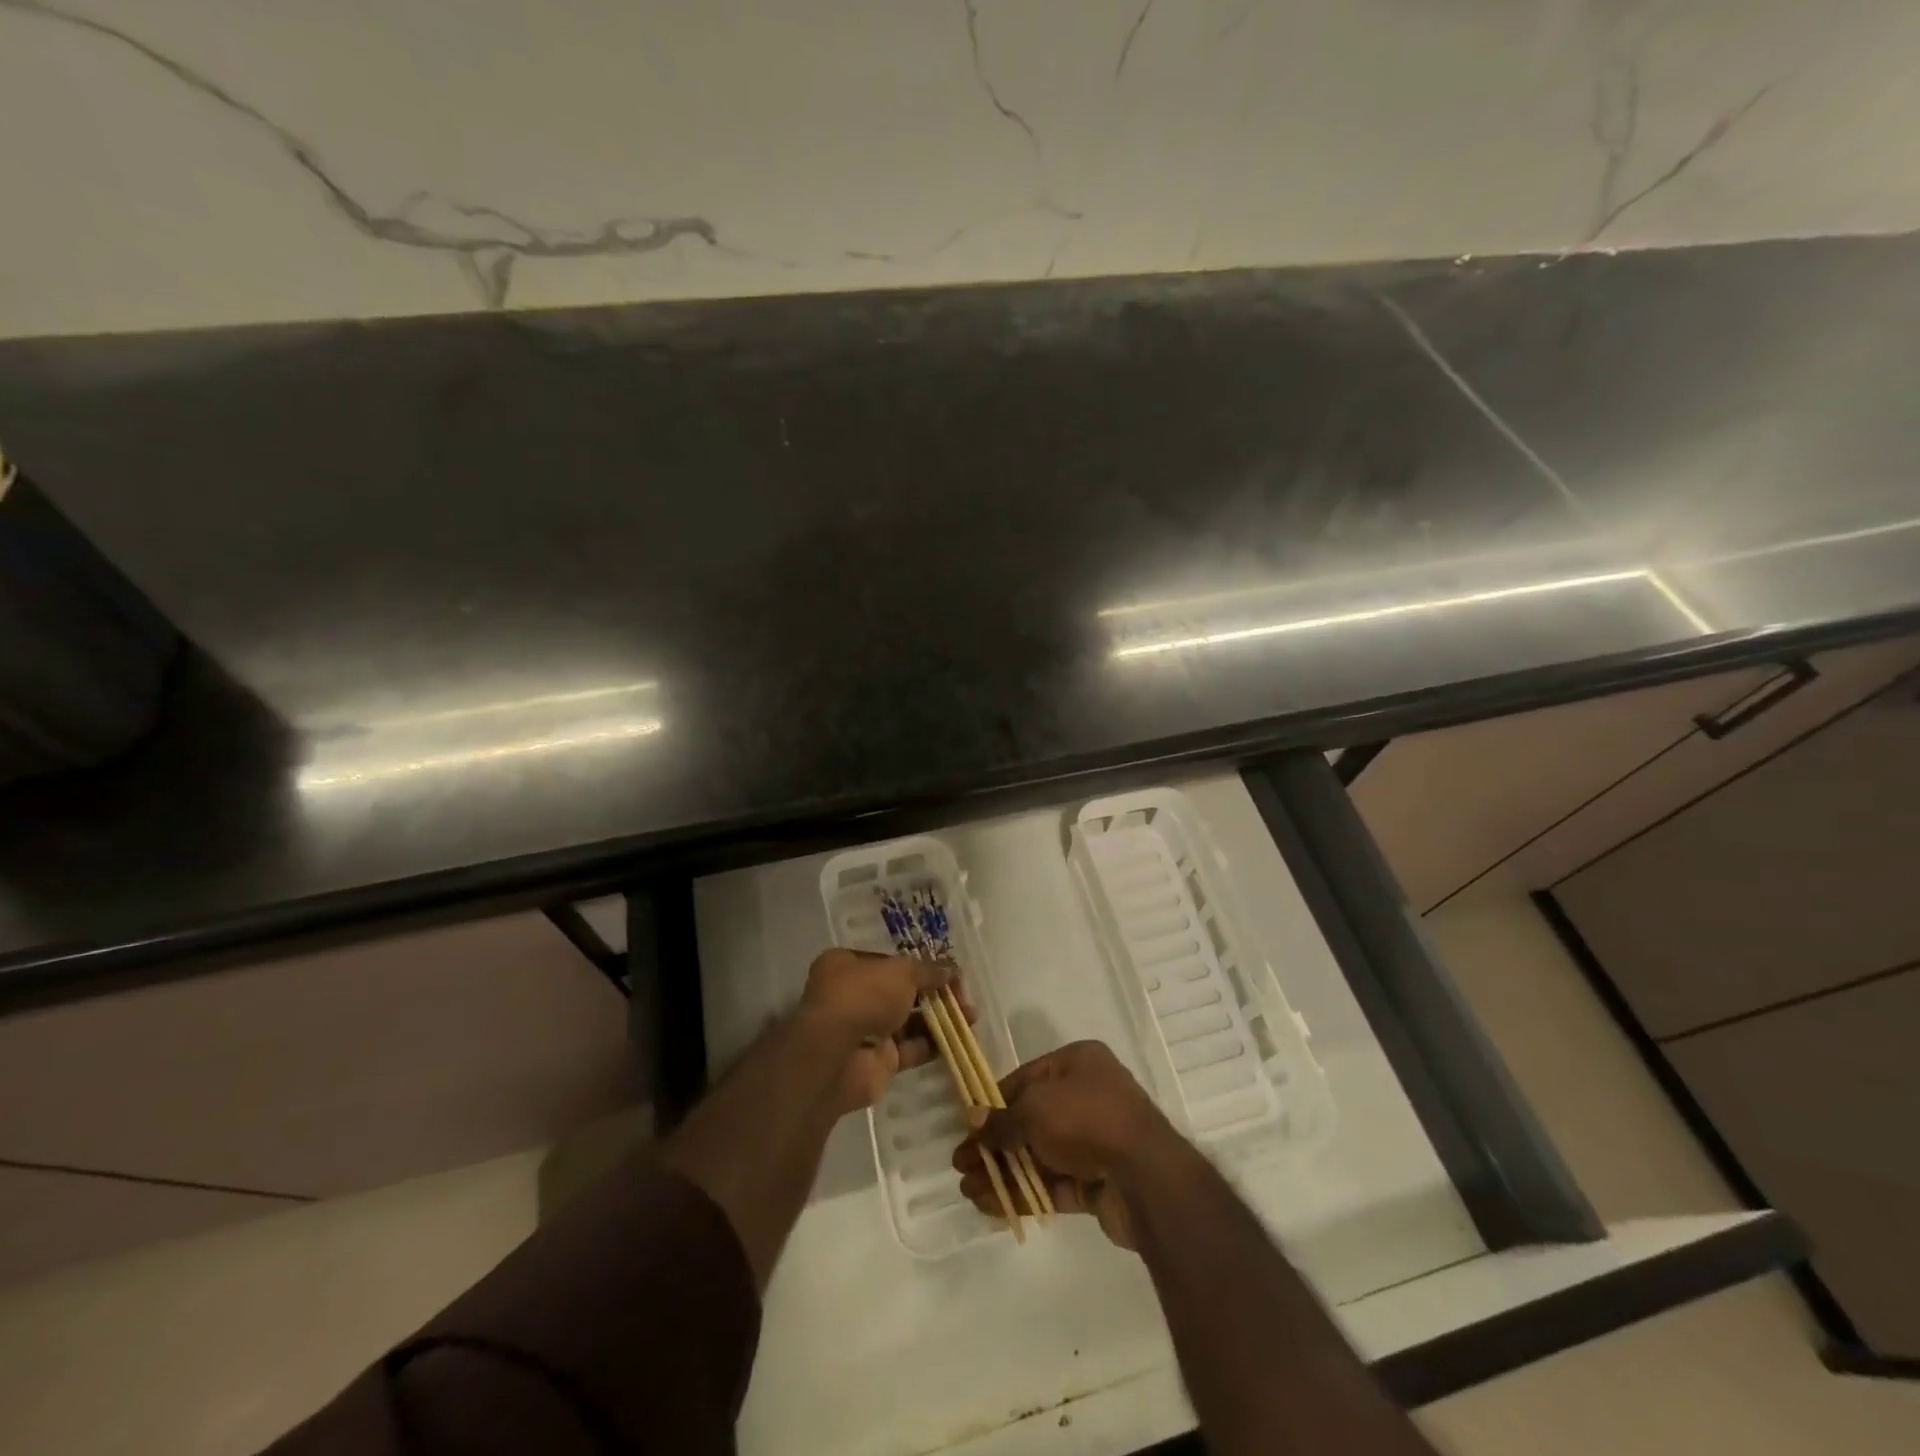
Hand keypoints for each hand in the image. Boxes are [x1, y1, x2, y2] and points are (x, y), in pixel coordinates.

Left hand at [798, 948, 955, 1110]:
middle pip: (900, 993)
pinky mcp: (877, 1062)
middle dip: (933, 994)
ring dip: (938, 1019)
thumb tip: (951, 969)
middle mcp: (852, 996)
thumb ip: (928, 970)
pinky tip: (958, 1039)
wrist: (837, 1056)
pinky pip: (909, 1049)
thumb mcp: (901, 972)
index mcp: (845, 966)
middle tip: (963, 997)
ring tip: (970, 1017)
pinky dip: (932, 1045)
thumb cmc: (863, 996)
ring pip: (907, 1022)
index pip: (888, 962)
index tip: (946, 972)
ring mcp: (864, 1030)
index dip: (918, 966)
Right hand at [953, 1041, 1176, 1248]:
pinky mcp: (1097, 1181)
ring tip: (968, 1190)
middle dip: (995, 1143)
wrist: (1146, 1177)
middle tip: (961, 1164)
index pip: (1027, 1078)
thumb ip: (1003, 1119)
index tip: (969, 1125)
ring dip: (1004, 1172)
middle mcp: (1088, 1096)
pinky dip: (1024, 1192)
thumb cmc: (1087, 1120)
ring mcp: (1095, 1140)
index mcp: (1079, 1063)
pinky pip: (1053, 1183)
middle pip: (1031, 1119)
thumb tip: (975, 1120)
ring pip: (1039, 1154)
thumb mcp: (1036, 1109)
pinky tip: (990, 1205)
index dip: (995, 1102)